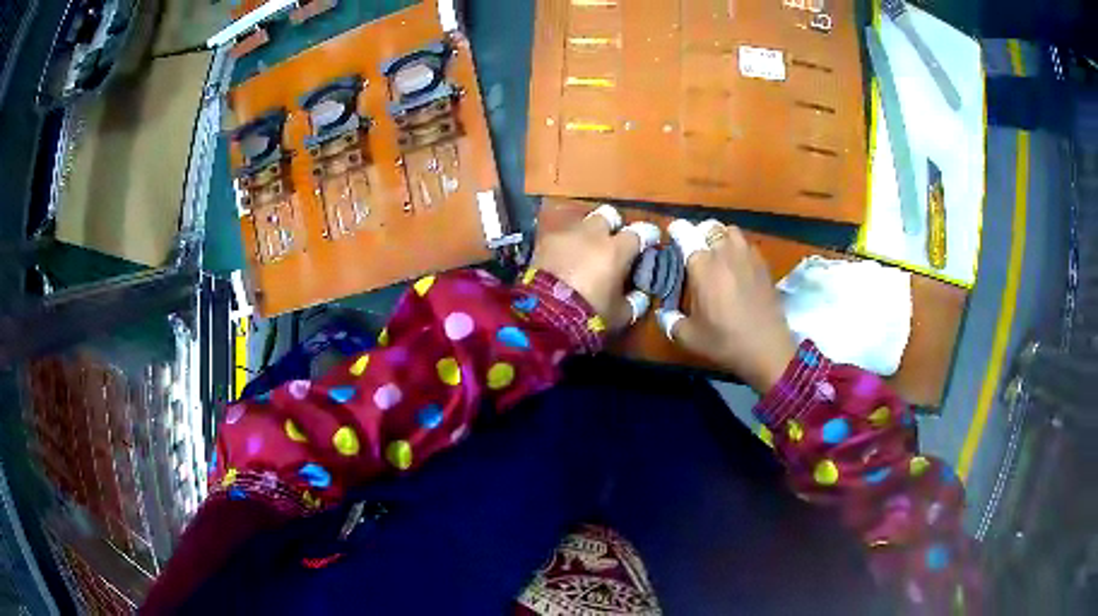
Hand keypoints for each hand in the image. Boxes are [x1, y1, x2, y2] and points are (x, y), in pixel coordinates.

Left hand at [531, 205, 659, 327]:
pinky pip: (560, 237)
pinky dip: (566, 245)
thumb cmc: (590, 314)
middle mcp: (593, 234)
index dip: (648, 235)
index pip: (640, 231)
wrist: (544, 315)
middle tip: (613, 242)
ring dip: (587, 234)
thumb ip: (635, 302)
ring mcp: (566, 235)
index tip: (650, 240)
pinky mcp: (543, 242)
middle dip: (613, 225)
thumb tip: (641, 295)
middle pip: (608, 215)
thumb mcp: (621, 315)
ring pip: (582, 223)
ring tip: (585, 252)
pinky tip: (564, 260)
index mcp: (617, 249)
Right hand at [662, 220, 796, 392]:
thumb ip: (670, 322)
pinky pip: (748, 245)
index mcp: (702, 265)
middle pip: (709, 227)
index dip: (676, 231)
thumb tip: (662, 314)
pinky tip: (738, 266)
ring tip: (718, 252)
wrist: (767, 348)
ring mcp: (747, 256)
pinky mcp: (764, 265)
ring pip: (731, 231)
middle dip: (699, 233)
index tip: (672, 236)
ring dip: (721, 237)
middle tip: (695, 248)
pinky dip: (739, 248)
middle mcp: (724, 253)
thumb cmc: (725, 341)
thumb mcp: (689, 337)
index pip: (685, 233)